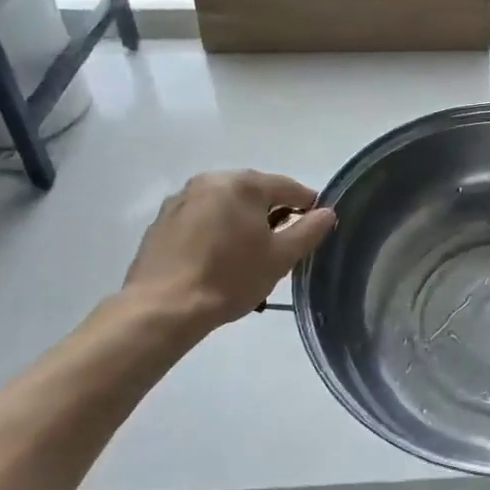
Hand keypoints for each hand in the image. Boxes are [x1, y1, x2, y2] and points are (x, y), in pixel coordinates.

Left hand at [120, 171, 334, 344]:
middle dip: (271, 213)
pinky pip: (201, 217)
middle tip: (281, 244)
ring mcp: (181, 199)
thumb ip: (309, 230)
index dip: (307, 204)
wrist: (162, 309)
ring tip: (248, 253)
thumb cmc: (230, 278)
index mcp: (243, 184)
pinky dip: (215, 230)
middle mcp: (210, 180)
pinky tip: (217, 258)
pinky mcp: (161, 221)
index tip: (316, 225)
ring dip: (241, 221)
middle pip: (254, 192)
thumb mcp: (280, 258)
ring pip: (225, 204)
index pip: (288, 187)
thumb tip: (327, 212)